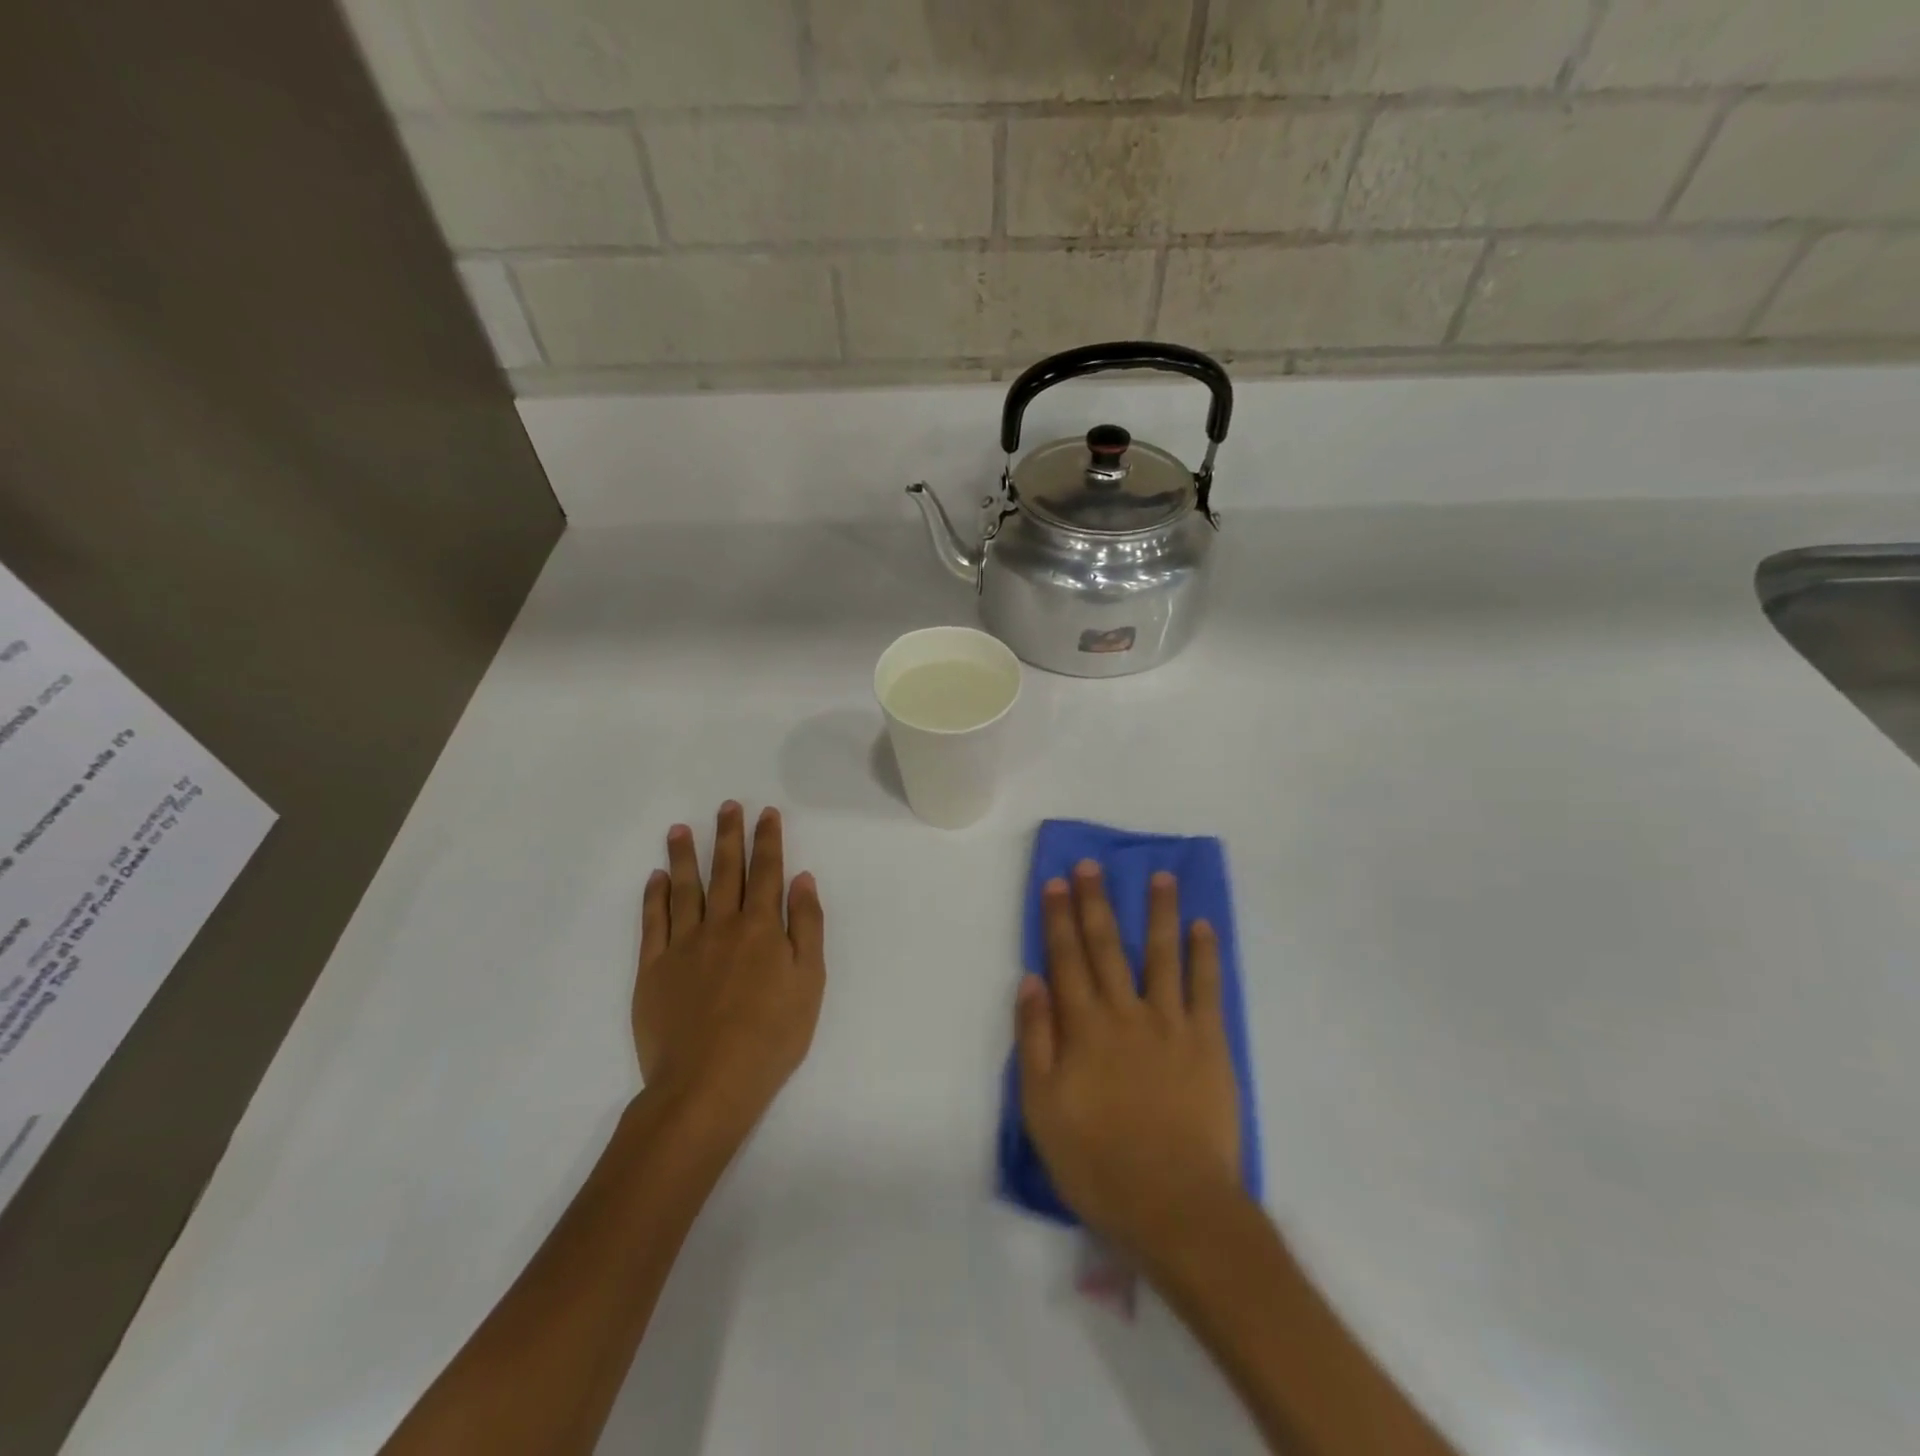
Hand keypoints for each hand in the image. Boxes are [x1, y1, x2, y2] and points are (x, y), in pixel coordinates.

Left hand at [634, 802, 824, 1135]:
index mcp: (763, 928)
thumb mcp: (809, 982)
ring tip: (681, 829)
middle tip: (727, 805)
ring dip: (685, 855)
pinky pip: (653, 922)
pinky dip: (655, 896)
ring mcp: (684, 945)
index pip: (767, 872)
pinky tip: (657, 877)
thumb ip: (807, 927)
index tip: (766, 813)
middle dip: (729, 835)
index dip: (768, 840)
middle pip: (726, 871)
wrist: (708, 1083)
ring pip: (685, 888)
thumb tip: (802, 880)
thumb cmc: (771, 1036)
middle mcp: (722, 925)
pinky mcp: (653, 968)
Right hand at [1015, 861, 1240, 1262]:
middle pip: (1107, 947)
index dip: (1058, 918)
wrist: (1175, 1205)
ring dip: (1158, 913)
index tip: (1055, 882)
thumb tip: (1030, 980)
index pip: (1066, 959)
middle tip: (1091, 865)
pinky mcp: (1209, 1044)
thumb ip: (1035, 1039)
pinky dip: (1205, 955)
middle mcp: (1125, 1013)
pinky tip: (1204, 927)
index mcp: (1084, 1028)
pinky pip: (1207, 989)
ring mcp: (1171, 1024)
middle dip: (1096, 903)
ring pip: (1162, 955)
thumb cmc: (1098, 1162)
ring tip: (1158, 876)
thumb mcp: (1042, 1107)